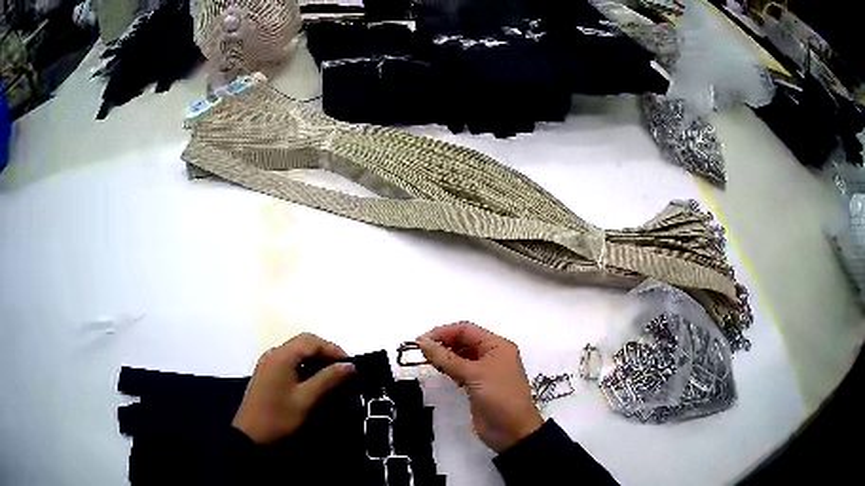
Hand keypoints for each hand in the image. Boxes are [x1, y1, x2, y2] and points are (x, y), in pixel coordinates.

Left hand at [232, 333, 355, 443]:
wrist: (251, 435)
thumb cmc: (278, 416)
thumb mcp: (306, 400)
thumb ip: (328, 379)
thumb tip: (350, 366)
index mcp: (281, 356)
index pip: (311, 341)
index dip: (333, 349)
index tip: (351, 366)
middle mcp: (274, 354)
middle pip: (304, 343)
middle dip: (326, 353)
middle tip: (344, 371)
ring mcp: (269, 363)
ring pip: (297, 353)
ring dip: (316, 360)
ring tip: (334, 377)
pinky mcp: (267, 374)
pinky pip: (290, 362)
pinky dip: (305, 367)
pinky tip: (315, 383)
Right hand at [417, 322, 542, 452]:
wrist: (513, 431)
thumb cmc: (499, 396)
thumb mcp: (474, 375)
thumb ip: (447, 358)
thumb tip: (423, 343)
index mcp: (497, 346)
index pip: (466, 330)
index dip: (443, 332)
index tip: (420, 341)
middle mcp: (492, 355)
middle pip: (463, 341)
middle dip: (442, 343)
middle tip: (418, 352)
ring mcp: (485, 371)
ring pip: (460, 357)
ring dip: (443, 356)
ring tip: (423, 360)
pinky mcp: (478, 386)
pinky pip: (460, 371)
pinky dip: (448, 369)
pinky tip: (436, 371)